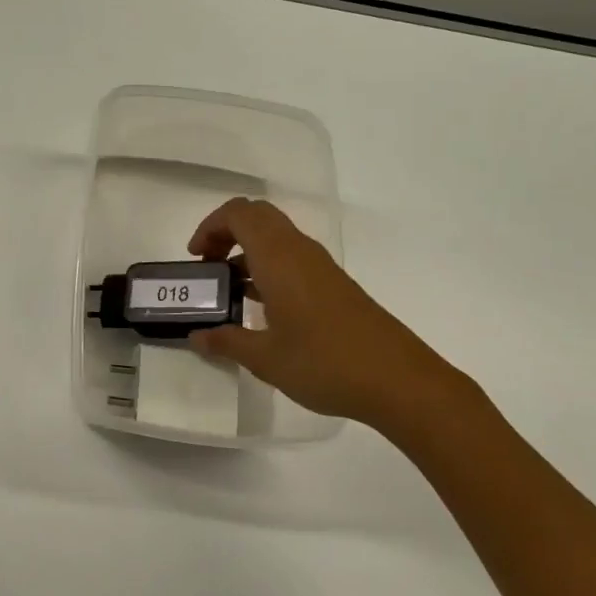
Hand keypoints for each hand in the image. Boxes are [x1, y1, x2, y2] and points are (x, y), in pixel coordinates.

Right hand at [187, 197, 487, 441]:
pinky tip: (263, 308)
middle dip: (226, 233)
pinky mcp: (334, 285)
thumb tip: (196, 337)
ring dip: (248, 252)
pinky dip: (269, 268)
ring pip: (276, 237)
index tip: (196, 258)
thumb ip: (226, 341)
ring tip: (230, 291)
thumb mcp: (265, 358)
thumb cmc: (324, 363)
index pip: (239, 213)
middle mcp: (300, 251)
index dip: (210, 226)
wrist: (399, 381)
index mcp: (278, 257)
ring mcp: (321, 267)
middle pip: (258, 217)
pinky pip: (292, 258)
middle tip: (210, 267)